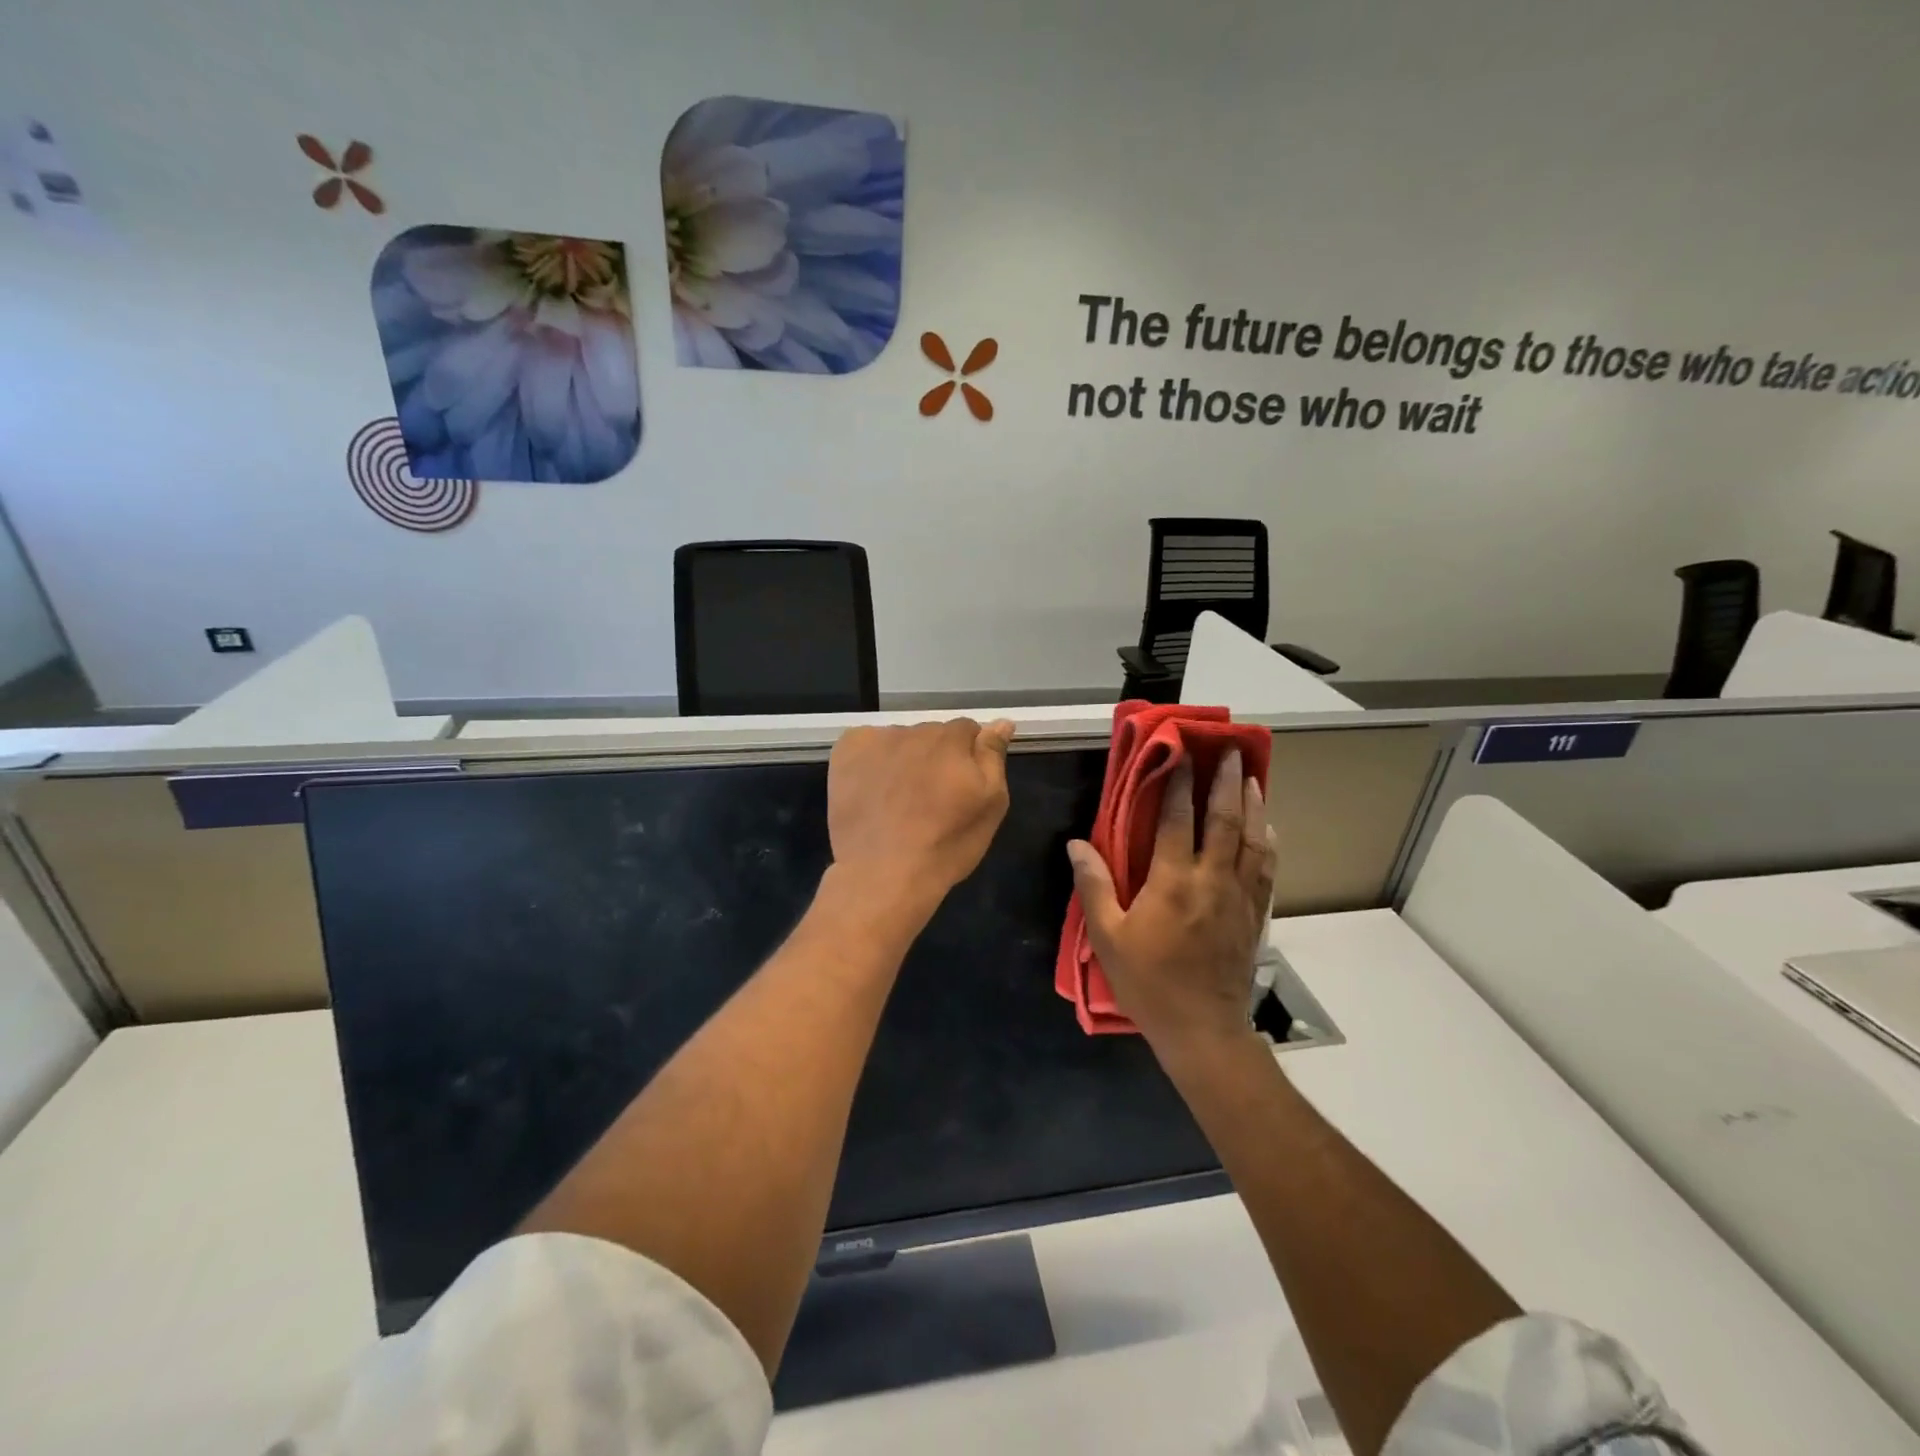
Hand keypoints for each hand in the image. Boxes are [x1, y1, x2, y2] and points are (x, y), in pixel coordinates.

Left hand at [828, 718, 1015, 914]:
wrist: (882, 874)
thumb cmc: (945, 845)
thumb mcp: (990, 804)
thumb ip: (993, 757)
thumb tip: (1002, 722)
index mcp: (953, 740)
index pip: (968, 730)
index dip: (968, 757)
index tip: (961, 786)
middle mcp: (916, 730)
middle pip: (933, 734)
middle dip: (936, 756)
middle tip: (931, 797)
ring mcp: (877, 739)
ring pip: (901, 740)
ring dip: (905, 758)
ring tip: (899, 800)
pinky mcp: (847, 751)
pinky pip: (868, 744)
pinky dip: (872, 760)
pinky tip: (873, 790)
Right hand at [1067, 749, 1275, 1053]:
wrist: (1202, 1029)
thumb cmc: (1148, 982)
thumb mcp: (1108, 936)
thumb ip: (1095, 885)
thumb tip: (1077, 843)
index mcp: (1173, 881)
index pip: (1176, 819)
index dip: (1178, 783)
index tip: (1181, 753)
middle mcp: (1212, 880)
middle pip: (1224, 820)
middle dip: (1227, 782)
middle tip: (1232, 751)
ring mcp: (1239, 897)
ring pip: (1253, 840)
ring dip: (1254, 804)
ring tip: (1253, 777)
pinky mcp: (1255, 915)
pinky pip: (1266, 869)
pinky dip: (1268, 842)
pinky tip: (1268, 828)